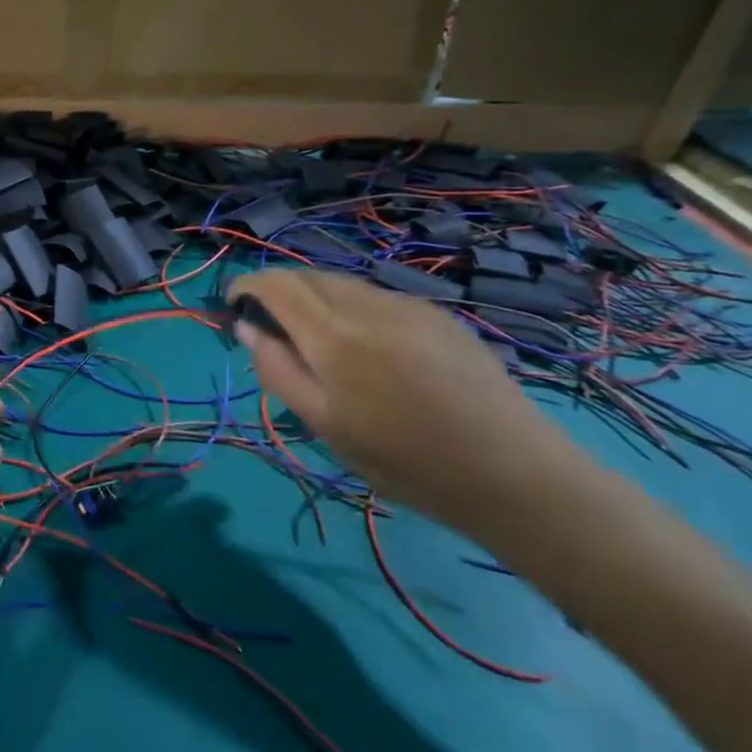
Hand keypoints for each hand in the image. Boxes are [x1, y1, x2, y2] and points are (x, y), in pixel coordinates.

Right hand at [229, 269, 586, 537]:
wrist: (516, 476)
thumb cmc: (407, 461)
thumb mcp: (326, 426)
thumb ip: (279, 371)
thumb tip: (249, 329)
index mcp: (334, 337)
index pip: (275, 285)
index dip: (247, 286)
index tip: (234, 306)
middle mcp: (368, 307)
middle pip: (307, 276)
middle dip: (278, 290)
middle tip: (270, 326)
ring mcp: (409, 306)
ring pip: (343, 283)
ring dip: (315, 296)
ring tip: (316, 337)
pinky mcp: (440, 316)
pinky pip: (378, 296)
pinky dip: (352, 306)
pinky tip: (367, 345)